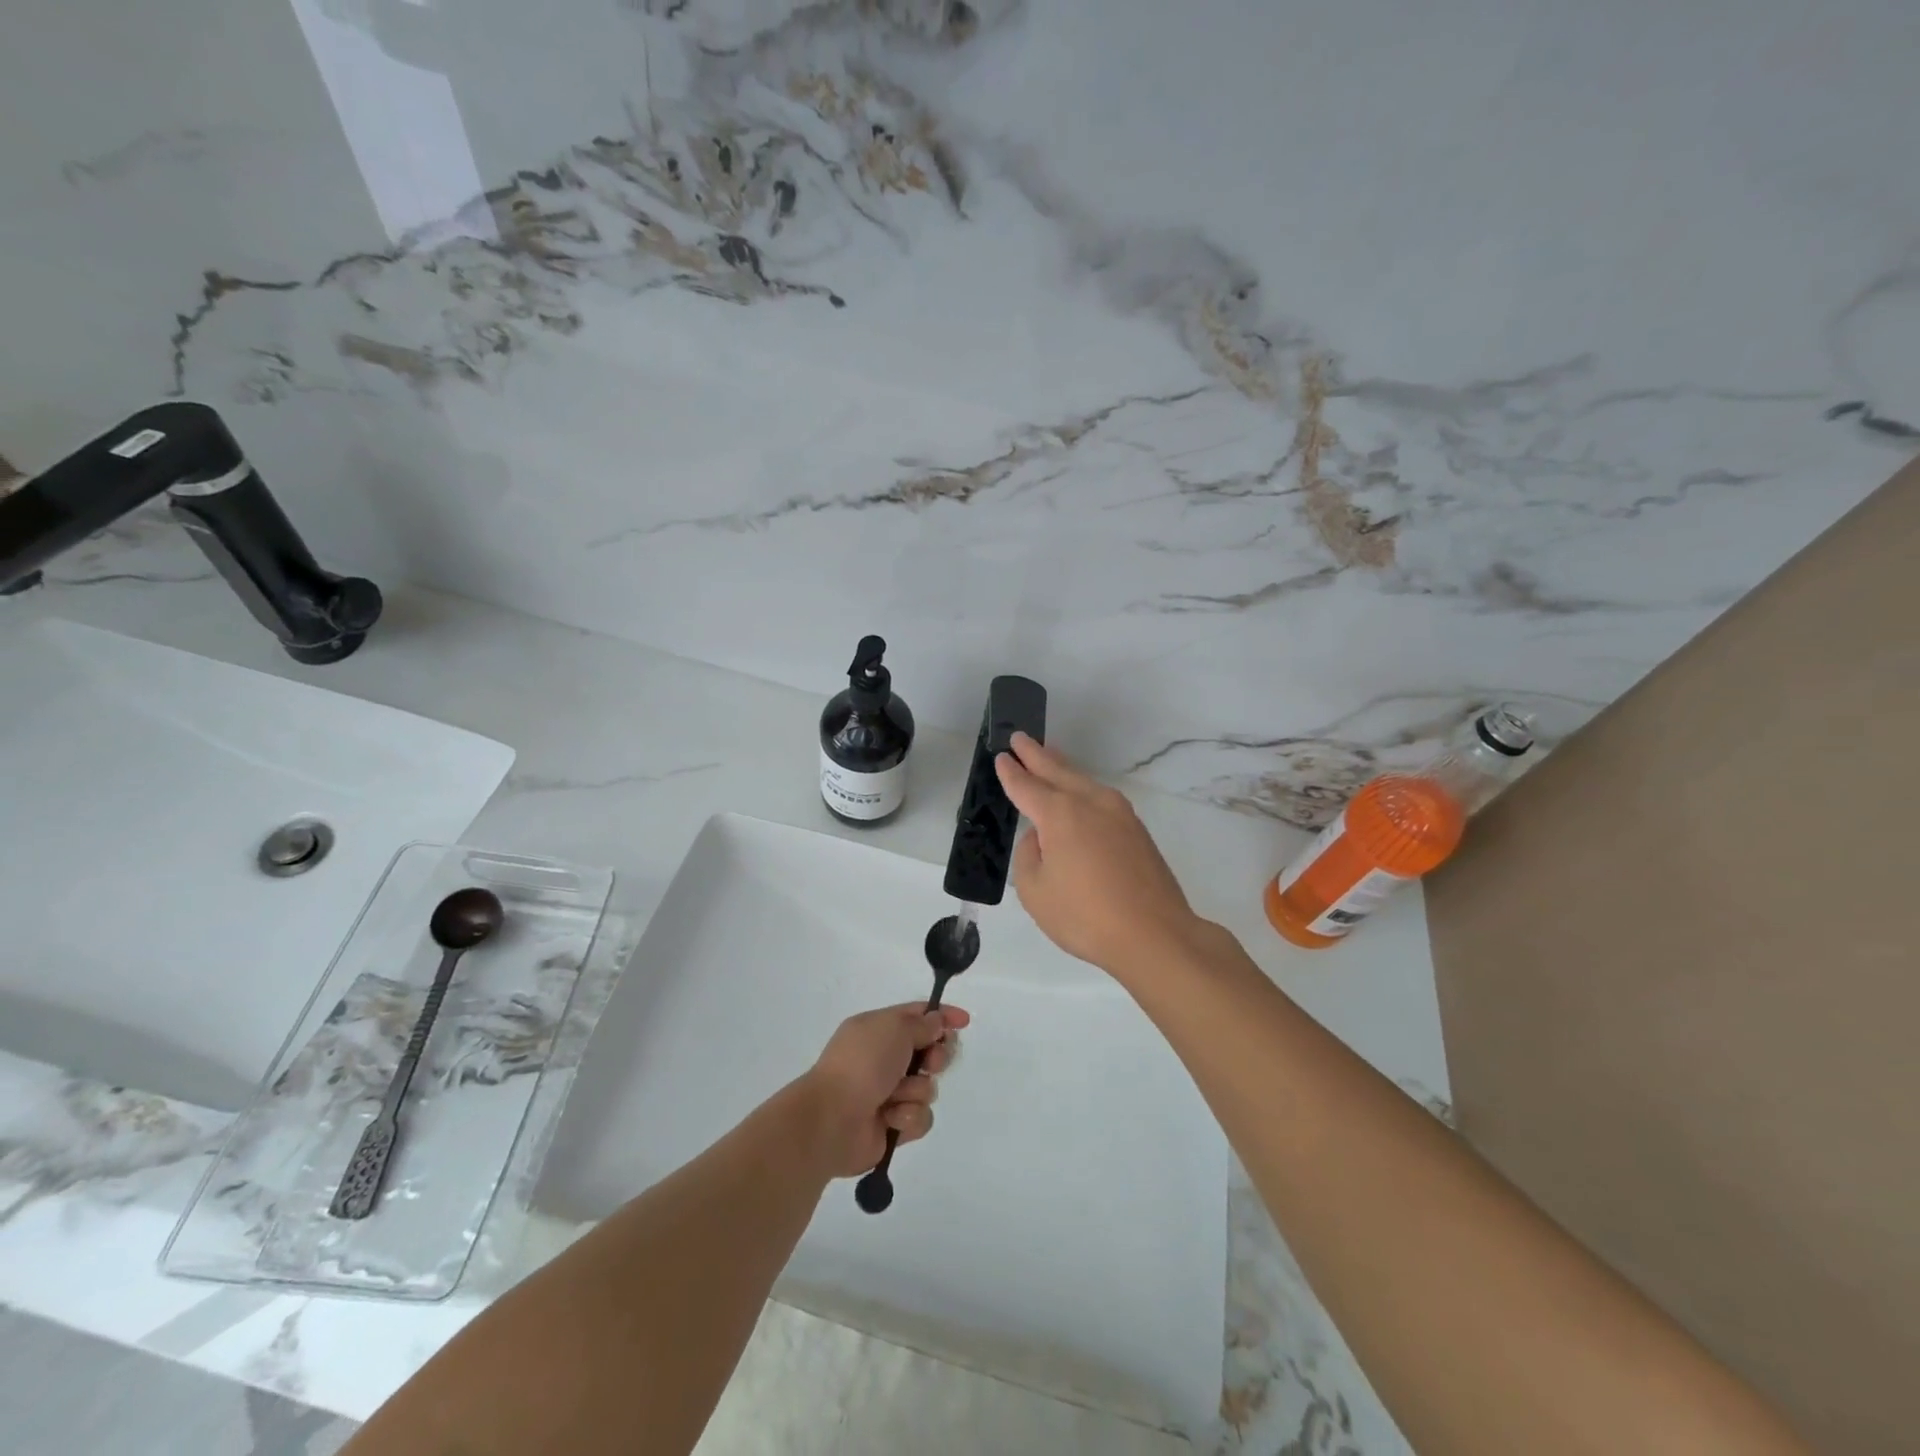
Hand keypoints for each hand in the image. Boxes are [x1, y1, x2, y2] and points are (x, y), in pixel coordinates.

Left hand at [798, 1002, 969, 1178]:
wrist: (832, 1119)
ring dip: (916, 1091)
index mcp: (879, 1029)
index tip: (964, 1021)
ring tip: (895, 1096)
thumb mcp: (894, 1028)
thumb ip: (922, 1024)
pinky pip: (920, 1117)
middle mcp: (885, 1059)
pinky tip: (891, 1119)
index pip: (918, 1016)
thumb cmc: (862, 1064)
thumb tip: (937, 1021)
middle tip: (930, 1063)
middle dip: (936, 1058)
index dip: (942, 1017)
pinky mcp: (893, 1126)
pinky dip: (908, 1117)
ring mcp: (888, 1093)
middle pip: (929, 1052)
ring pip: (927, 1087)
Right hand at [996, 732, 1207, 980]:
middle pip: (1057, 770)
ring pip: (1082, 780)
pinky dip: (1082, 787)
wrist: (1155, 935)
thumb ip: (1029, 856)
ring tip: (1048, 754)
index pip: (1027, 786)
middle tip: (1019, 738)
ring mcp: (1119, 813)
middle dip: (1036, 754)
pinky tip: (1079, 792)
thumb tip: (1042, 837)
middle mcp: (1090, 803)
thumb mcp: (1036, 891)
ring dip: (1062, 766)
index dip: (1011, 772)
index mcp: (1060, 814)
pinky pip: (1100, 797)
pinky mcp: (1137, 829)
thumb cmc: (1086, 916)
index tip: (1001, 756)